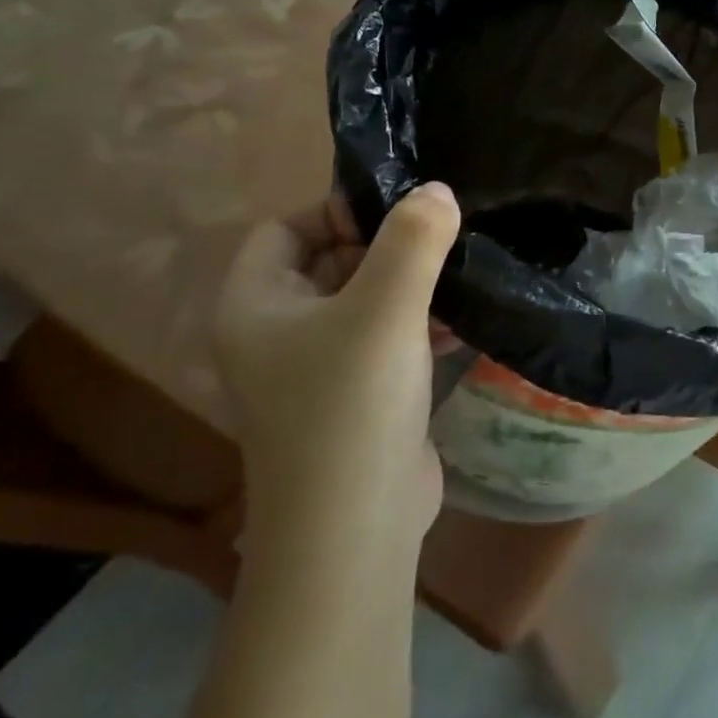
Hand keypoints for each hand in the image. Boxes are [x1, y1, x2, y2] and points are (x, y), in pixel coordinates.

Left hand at [215, 183, 460, 539]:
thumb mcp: (385, 308)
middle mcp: (276, 332)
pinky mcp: (356, 396)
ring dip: (410, 286)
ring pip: (363, 301)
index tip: (403, 214)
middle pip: (329, 261)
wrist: (355, 527)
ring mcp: (315, 369)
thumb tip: (436, 190)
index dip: (339, 210)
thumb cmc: (353, 404)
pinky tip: (459, 324)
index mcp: (256, 304)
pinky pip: (384, 339)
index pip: (286, 227)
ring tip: (460, 277)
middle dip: (387, 247)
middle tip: (443, 241)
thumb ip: (413, 240)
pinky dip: (417, 324)